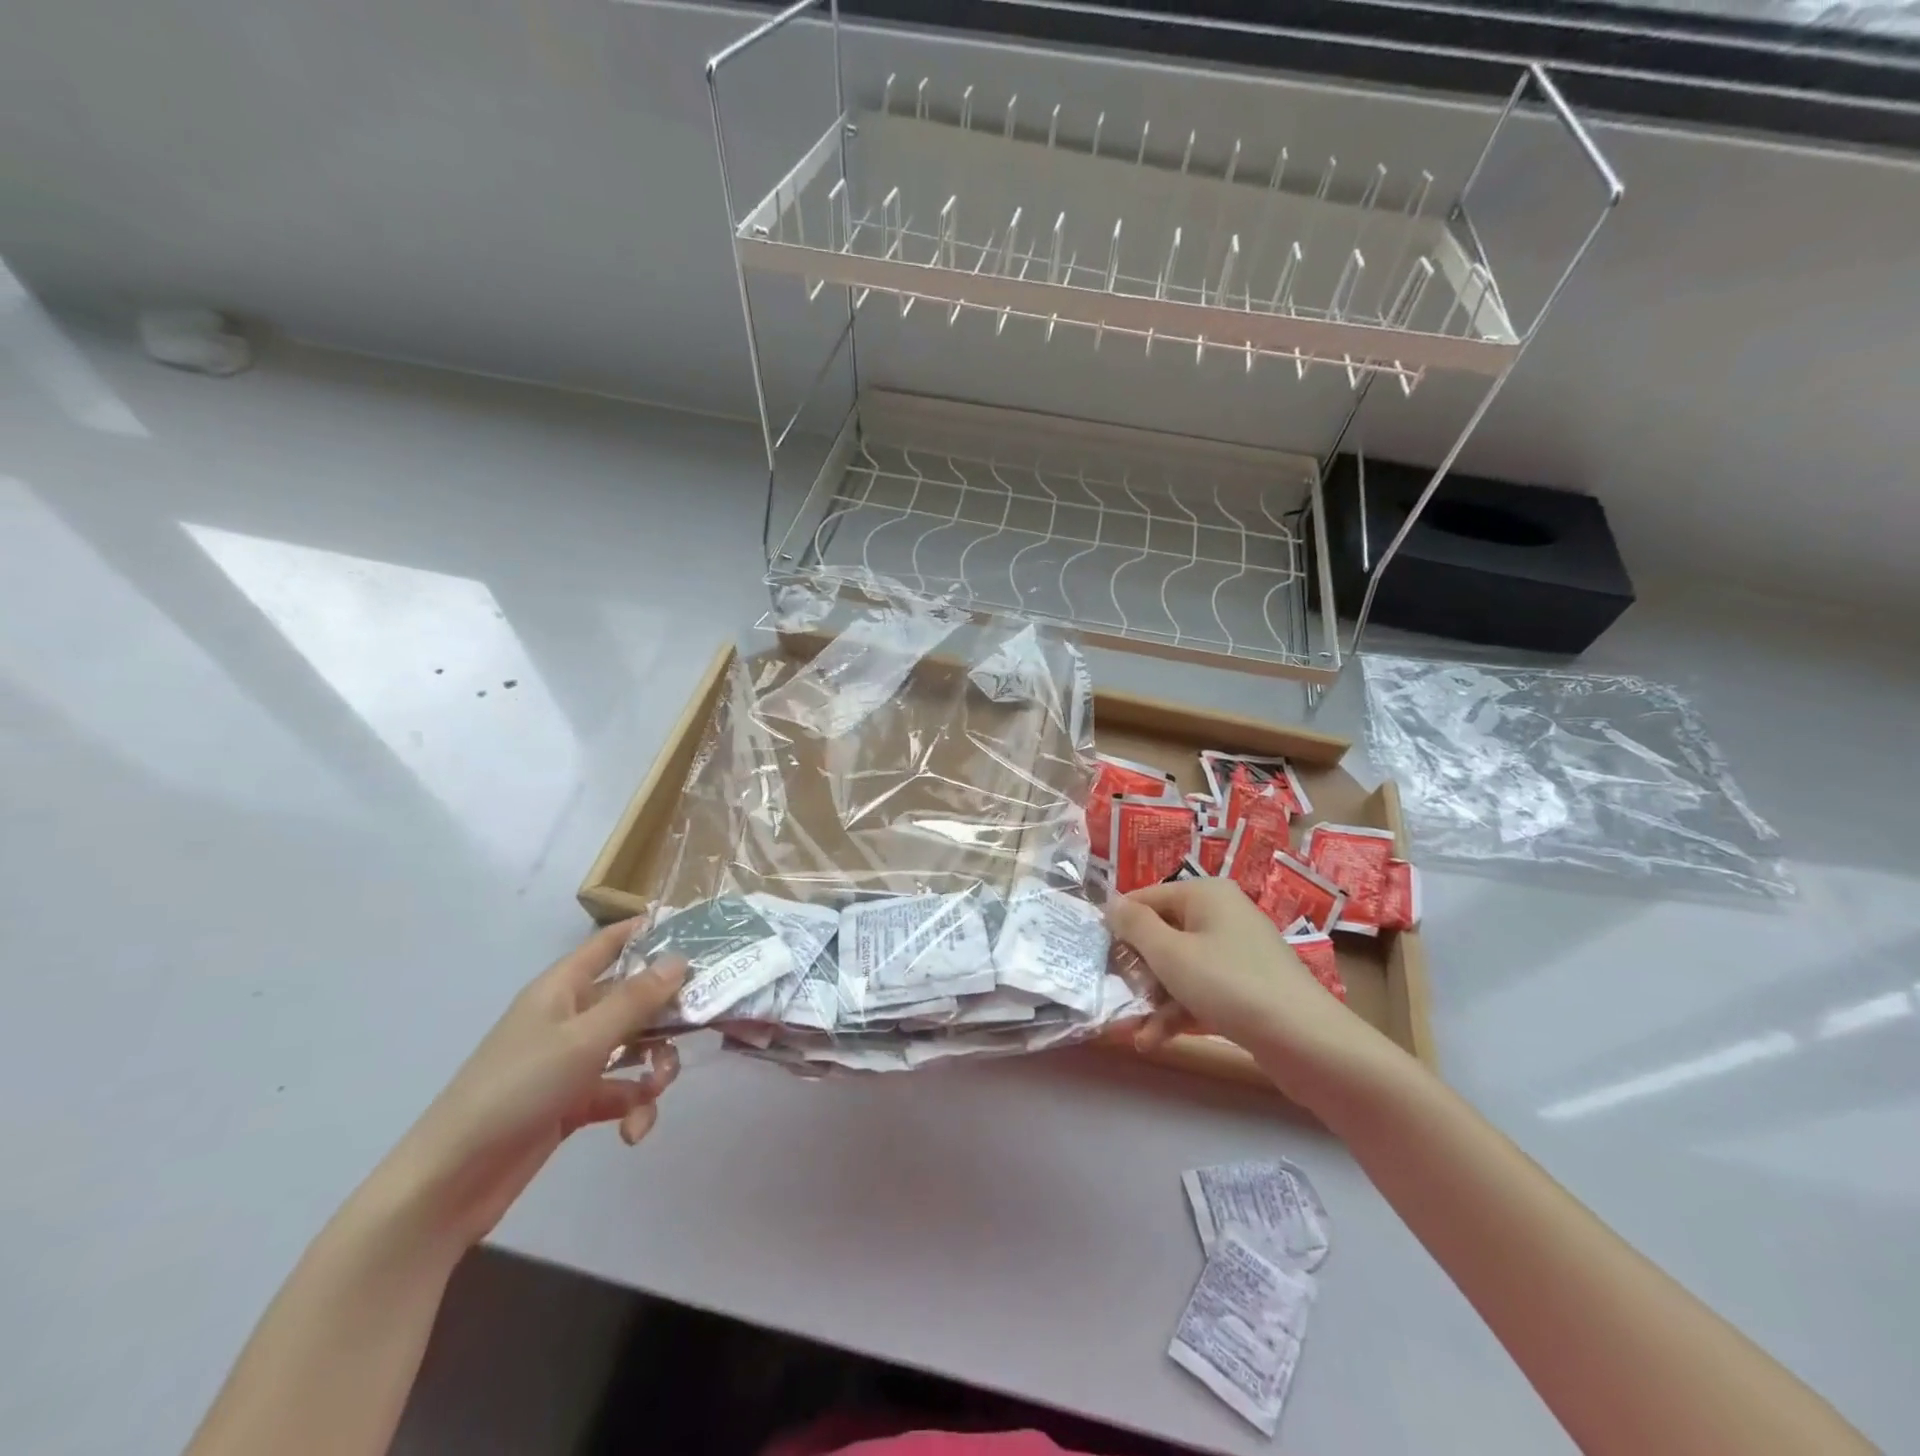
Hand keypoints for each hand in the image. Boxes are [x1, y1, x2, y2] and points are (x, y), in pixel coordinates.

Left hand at [372, 921, 685, 1248]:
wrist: (450, 1182)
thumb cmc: (517, 1089)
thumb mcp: (584, 1039)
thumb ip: (637, 999)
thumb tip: (680, 958)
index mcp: (562, 989)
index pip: (608, 944)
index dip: (645, 932)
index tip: (693, 932)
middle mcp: (569, 1018)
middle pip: (632, 1000)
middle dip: (665, 1017)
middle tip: (696, 1028)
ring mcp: (570, 1062)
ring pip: (632, 1049)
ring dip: (653, 1070)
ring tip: (655, 1092)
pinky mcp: (572, 1103)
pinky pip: (618, 1092)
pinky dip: (632, 1108)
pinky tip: (632, 1131)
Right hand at [1107, 879, 1403, 1111]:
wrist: (1307, 1042)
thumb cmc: (1229, 985)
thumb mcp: (1170, 953)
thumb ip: (1135, 925)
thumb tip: (1112, 904)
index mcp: (1205, 893)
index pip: (1145, 898)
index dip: (1119, 926)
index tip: (1096, 957)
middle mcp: (1221, 914)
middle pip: (1162, 934)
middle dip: (1138, 970)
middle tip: (1115, 997)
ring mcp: (1236, 952)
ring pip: (1180, 967)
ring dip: (1154, 999)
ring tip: (1135, 1033)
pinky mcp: (1246, 986)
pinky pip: (1201, 990)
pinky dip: (1179, 1011)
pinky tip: (1155, 1041)